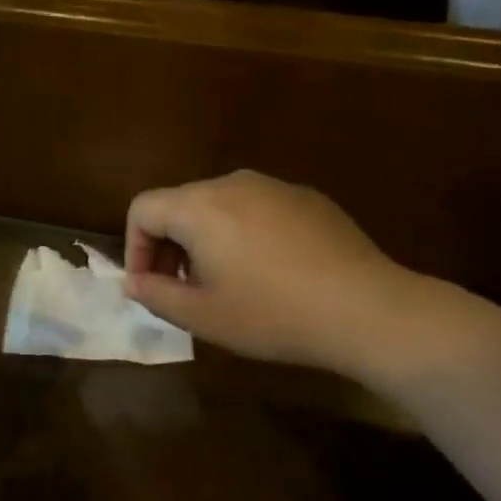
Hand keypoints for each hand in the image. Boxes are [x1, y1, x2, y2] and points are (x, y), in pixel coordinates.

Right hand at [124, 170, 425, 376]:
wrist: (366, 309)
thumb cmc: (272, 314)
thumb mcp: (203, 316)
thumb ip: (155, 294)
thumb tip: (133, 281)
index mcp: (200, 206)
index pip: (143, 208)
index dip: (134, 247)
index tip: (149, 285)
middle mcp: (233, 183)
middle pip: (180, 204)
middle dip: (169, 245)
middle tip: (182, 289)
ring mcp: (275, 186)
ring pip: (220, 205)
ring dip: (207, 240)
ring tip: (227, 283)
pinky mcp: (307, 198)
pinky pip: (258, 208)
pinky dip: (245, 234)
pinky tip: (271, 272)